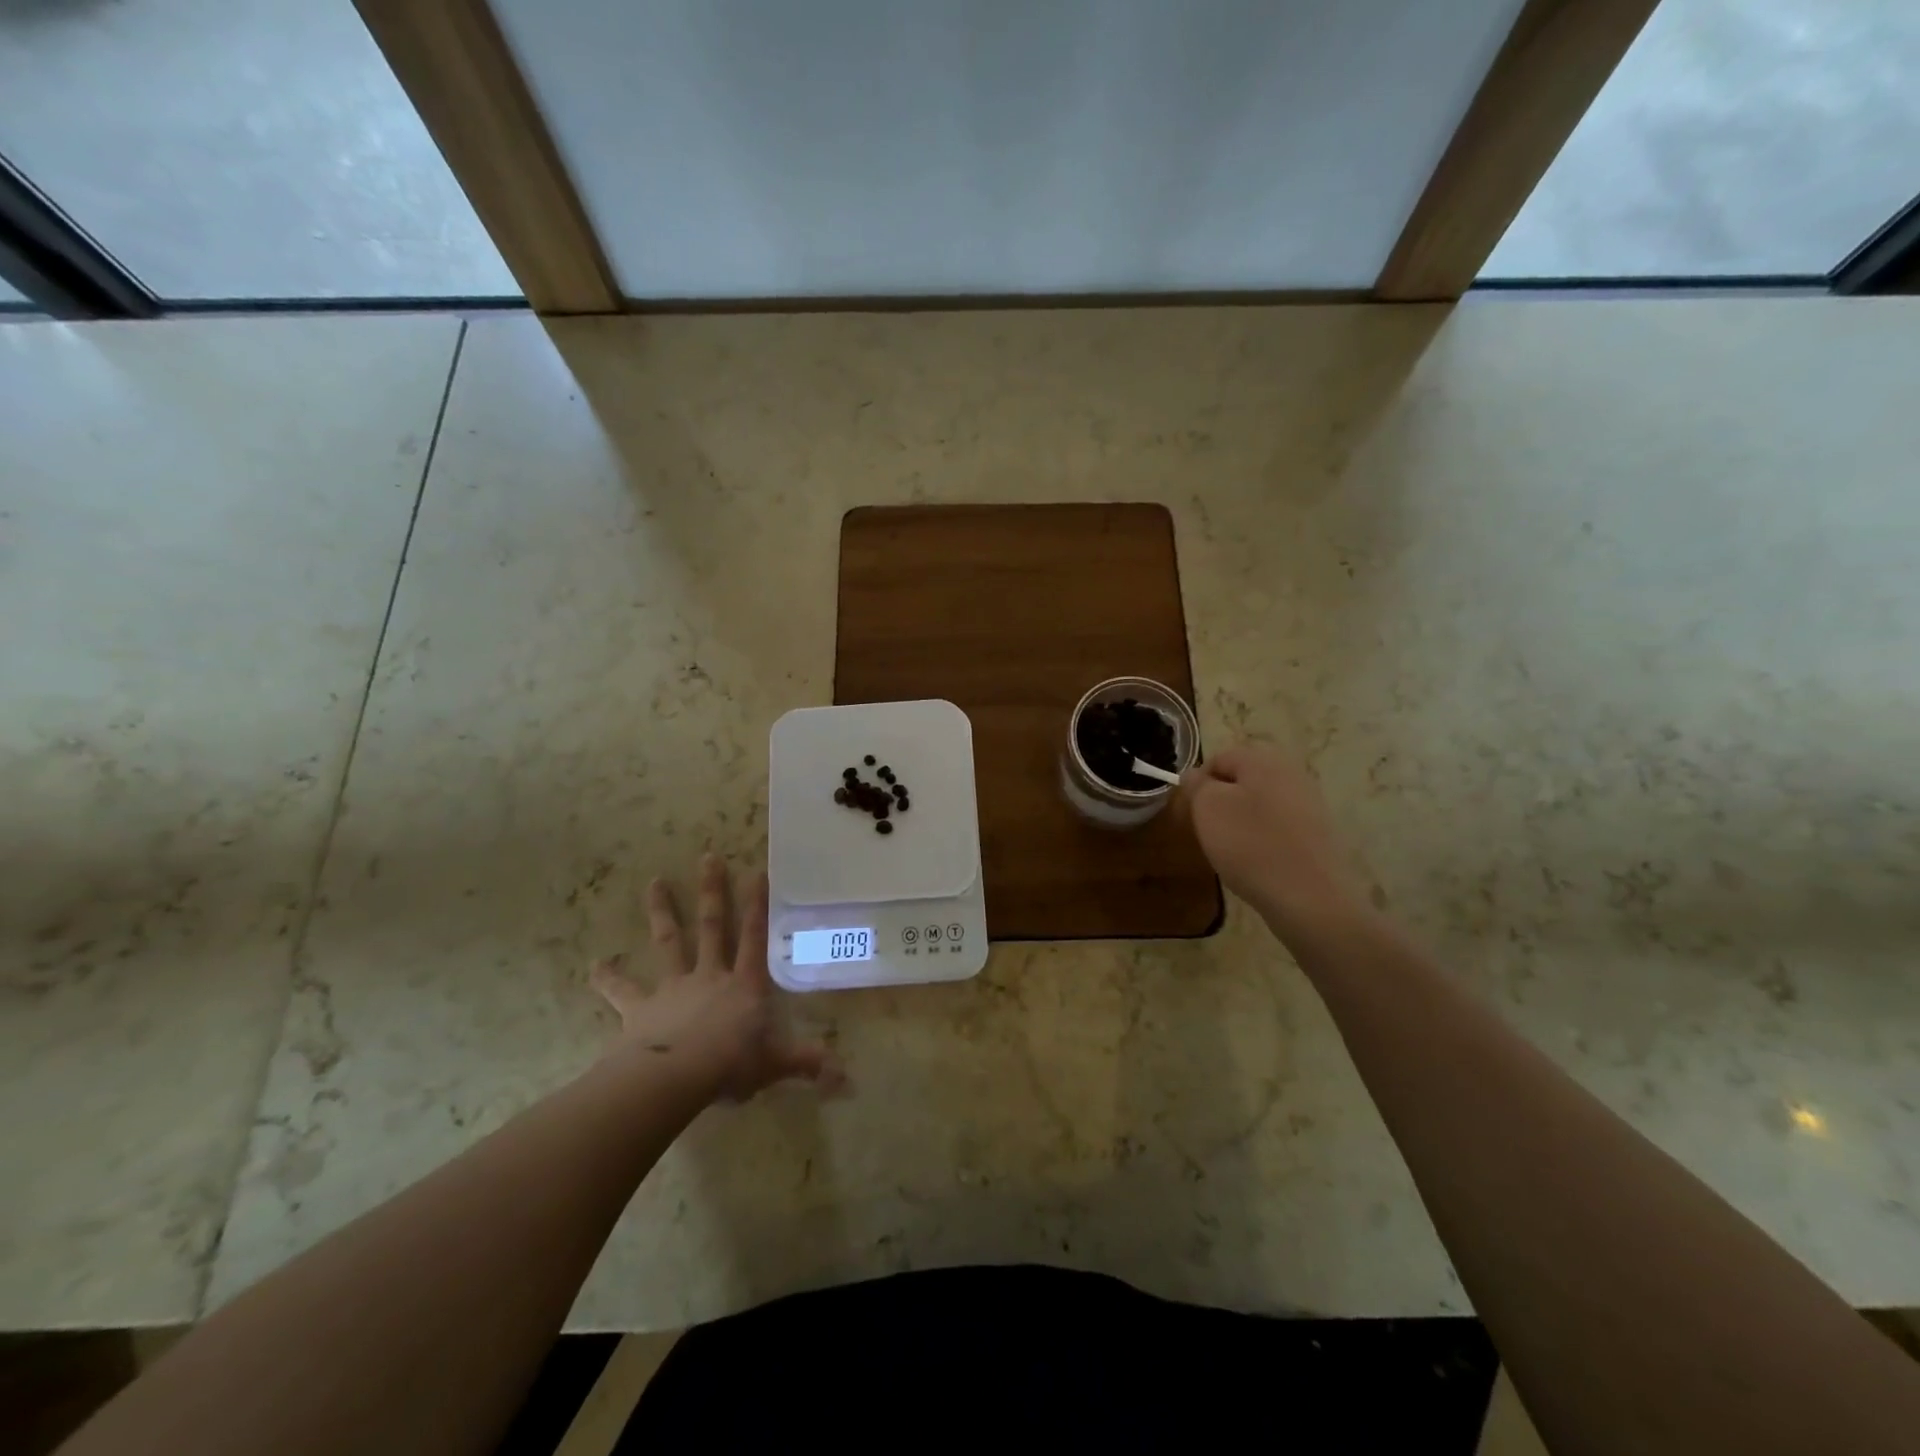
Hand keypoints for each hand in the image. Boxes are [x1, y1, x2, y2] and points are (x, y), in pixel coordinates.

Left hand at [590, 855, 841, 1102]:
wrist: (674, 1078)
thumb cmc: (730, 1065)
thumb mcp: (774, 1065)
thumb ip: (806, 1064)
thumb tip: (846, 1078)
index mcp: (744, 984)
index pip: (755, 936)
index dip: (758, 904)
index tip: (757, 871)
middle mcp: (710, 975)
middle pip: (712, 926)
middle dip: (712, 891)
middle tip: (707, 857)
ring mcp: (674, 987)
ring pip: (669, 942)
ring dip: (662, 912)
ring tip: (655, 882)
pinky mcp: (641, 1008)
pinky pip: (623, 991)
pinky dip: (608, 978)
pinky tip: (594, 966)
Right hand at [1178, 744, 1361, 935]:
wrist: (1310, 898)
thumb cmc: (1251, 845)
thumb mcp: (1208, 808)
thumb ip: (1197, 785)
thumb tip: (1195, 776)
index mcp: (1263, 759)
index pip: (1218, 759)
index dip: (1197, 784)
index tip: (1189, 813)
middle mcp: (1291, 772)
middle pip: (1241, 780)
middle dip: (1219, 802)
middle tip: (1207, 831)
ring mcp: (1309, 803)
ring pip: (1259, 803)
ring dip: (1240, 821)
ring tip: (1230, 850)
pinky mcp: (1318, 832)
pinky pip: (1278, 826)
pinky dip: (1262, 838)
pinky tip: (1257, 862)